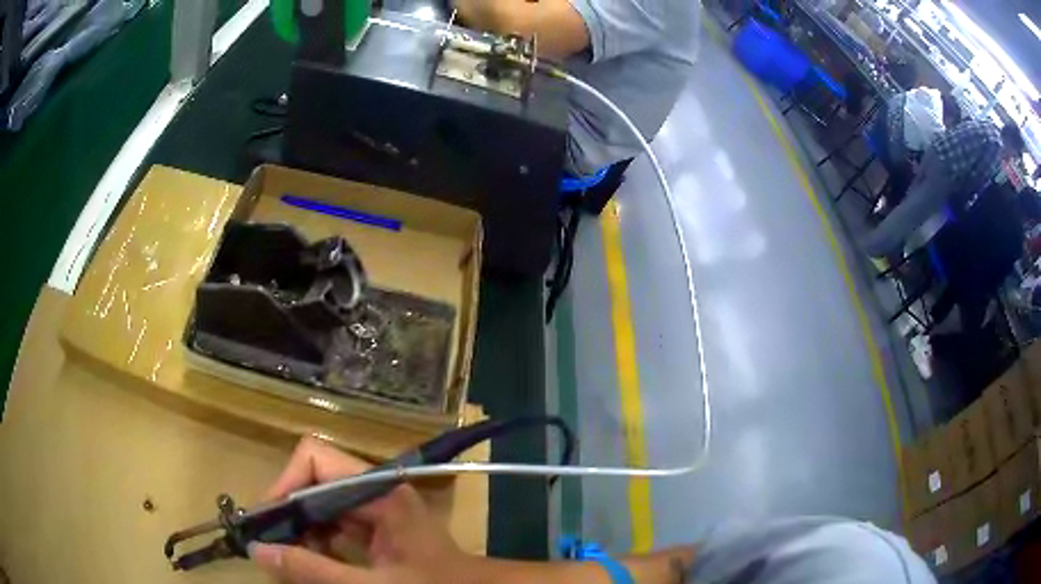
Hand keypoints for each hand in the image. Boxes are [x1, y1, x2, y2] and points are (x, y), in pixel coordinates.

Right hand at [252, 437, 696, 583]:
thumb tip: (259, 549)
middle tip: (269, 547)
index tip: (266, 523)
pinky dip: (318, 544)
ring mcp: (378, 511)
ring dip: (301, 532)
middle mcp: (376, 492)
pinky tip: (310, 565)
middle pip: (314, 483)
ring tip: (286, 560)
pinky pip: (336, 527)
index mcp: (378, 491)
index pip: (314, 459)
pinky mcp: (379, 530)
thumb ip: (312, 569)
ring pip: (322, 506)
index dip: (284, 485)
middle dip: (288, 514)